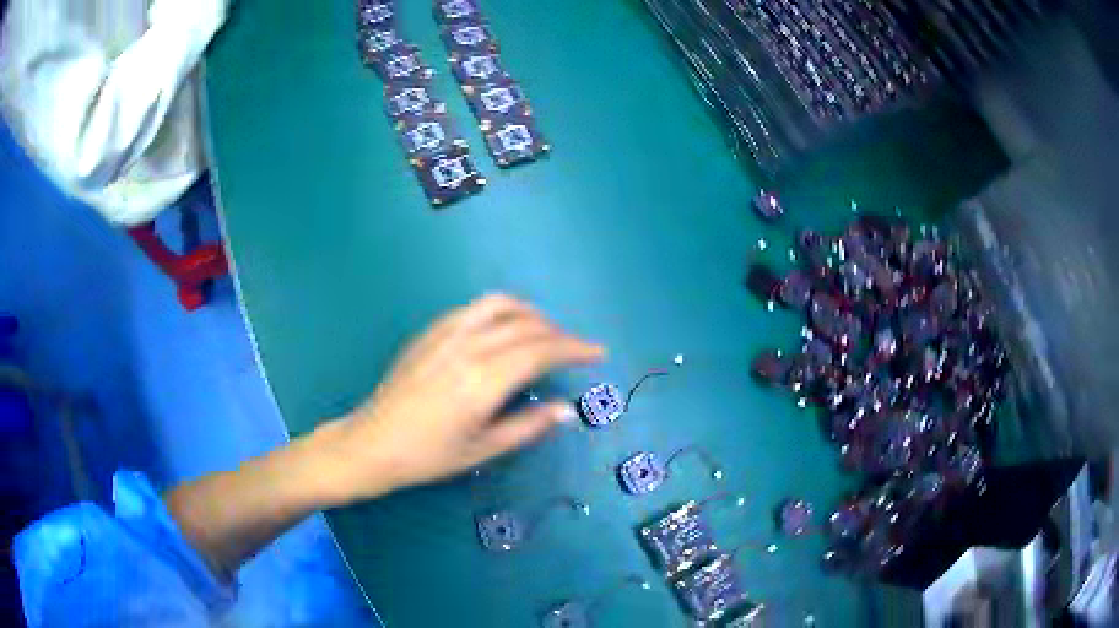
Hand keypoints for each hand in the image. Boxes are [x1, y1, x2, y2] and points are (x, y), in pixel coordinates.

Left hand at [314, 295, 603, 504]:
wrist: (373, 443)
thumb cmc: (428, 455)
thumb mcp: (483, 449)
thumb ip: (528, 426)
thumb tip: (566, 411)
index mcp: (484, 380)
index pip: (542, 351)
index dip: (575, 349)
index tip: (597, 352)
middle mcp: (468, 347)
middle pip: (527, 325)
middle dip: (559, 334)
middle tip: (576, 350)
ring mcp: (446, 334)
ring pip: (500, 305)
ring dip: (531, 314)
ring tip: (544, 332)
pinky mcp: (430, 332)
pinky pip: (473, 308)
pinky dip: (500, 311)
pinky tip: (503, 329)